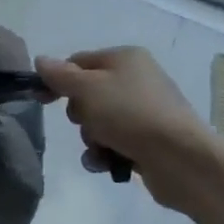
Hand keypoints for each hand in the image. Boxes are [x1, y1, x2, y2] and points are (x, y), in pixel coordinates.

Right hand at [36, 47, 222, 217]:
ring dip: (92, 138)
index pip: (79, 61)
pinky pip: (114, 143)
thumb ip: (60, 75)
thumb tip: (41, 60)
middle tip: (89, 123)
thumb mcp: (88, 89)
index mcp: (125, 58)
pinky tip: (107, 164)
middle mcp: (137, 80)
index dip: (58, 79)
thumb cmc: (131, 114)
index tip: (41, 99)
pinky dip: (106, 153)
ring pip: (99, 122)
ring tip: (102, 149)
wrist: (182, 159)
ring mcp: (145, 112)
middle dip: (80, 114)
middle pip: (88, 94)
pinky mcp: (149, 141)